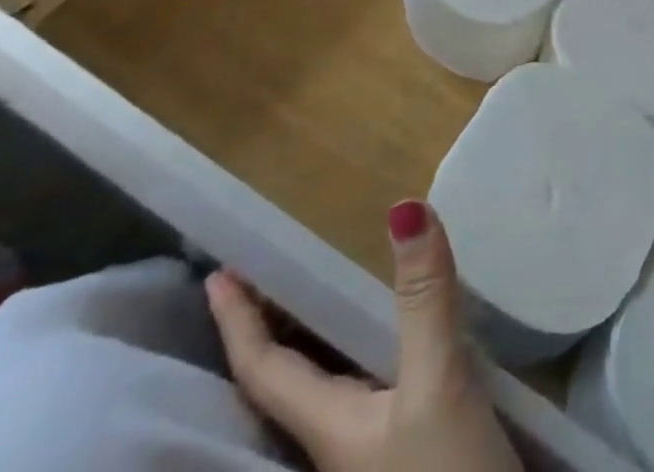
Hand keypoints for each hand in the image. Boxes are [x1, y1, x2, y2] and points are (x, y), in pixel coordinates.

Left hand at [207, 201, 521, 471]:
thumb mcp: (437, 382)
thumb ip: (423, 297)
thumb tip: (402, 206)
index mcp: (327, 426)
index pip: (263, 369)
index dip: (238, 321)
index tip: (215, 275)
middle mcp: (338, 439)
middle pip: (286, 379)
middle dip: (270, 327)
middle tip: (266, 272)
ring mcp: (373, 449)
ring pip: (326, 384)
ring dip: (314, 338)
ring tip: (319, 294)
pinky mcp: (409, 448)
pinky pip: (366, 386)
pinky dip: (362, 348)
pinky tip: (391, 338)